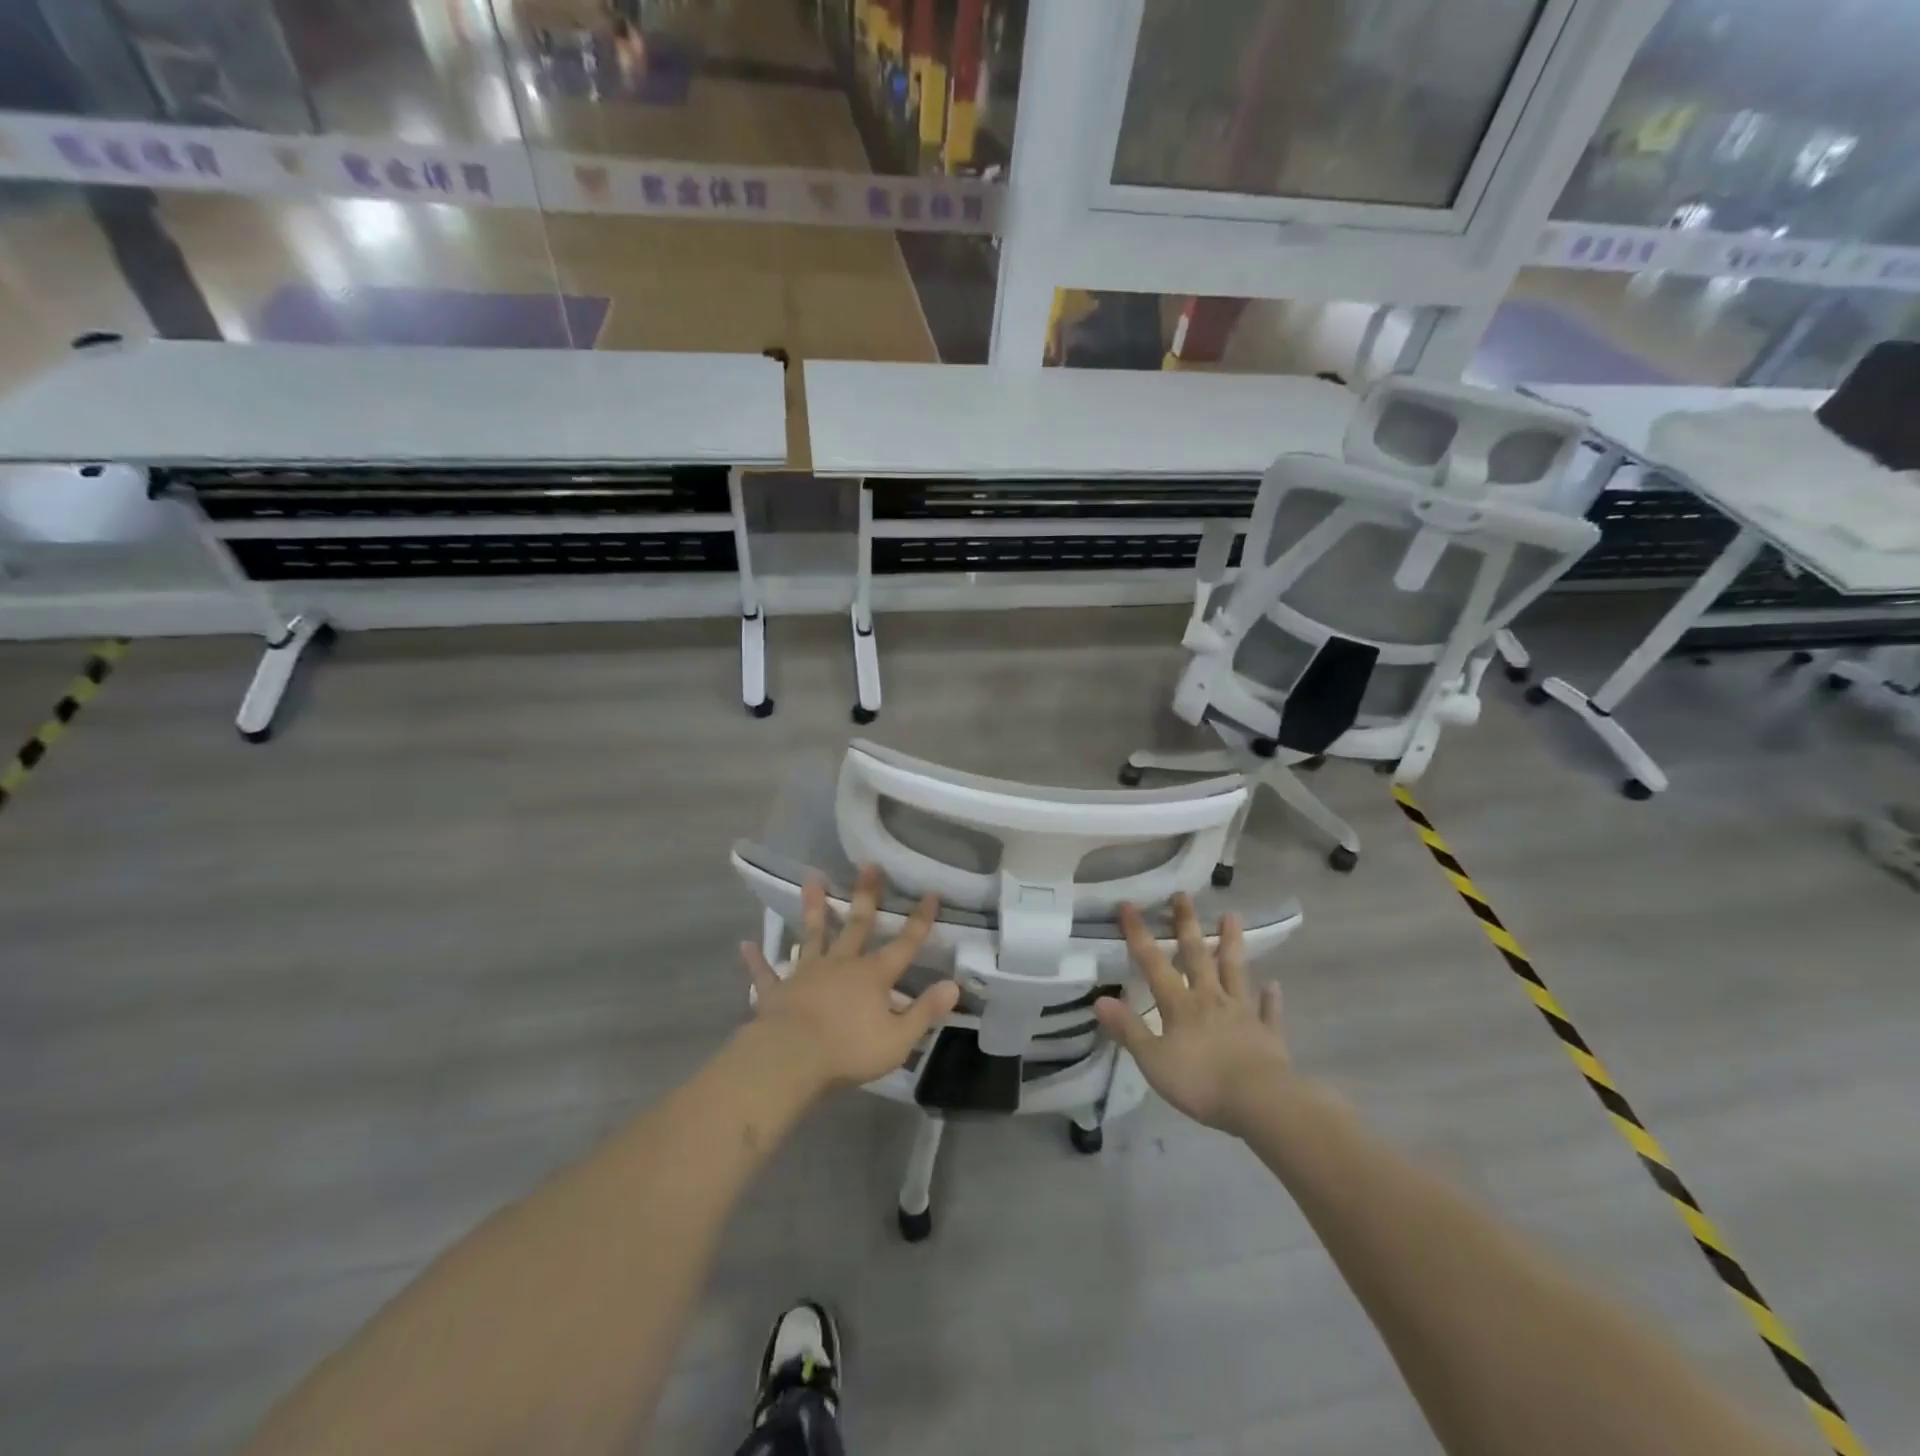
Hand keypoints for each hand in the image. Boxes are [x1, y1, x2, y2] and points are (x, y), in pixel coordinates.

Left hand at [739, 865, 959, 1097]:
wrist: (790, 1059)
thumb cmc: (849, 1051)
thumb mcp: (899, 1038)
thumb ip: (925, 1011)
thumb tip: (953, 985)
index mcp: (873, 976)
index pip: (904, 943)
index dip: (920, 920)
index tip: (930, 893)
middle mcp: (841, 964)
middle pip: (857, 925)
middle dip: (866, 895)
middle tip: (868, 865)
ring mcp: (806, 974)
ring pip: (812, 935)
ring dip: (814, 908)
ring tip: (812, 880)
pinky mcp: (777, 991)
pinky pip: (766, 972)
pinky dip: (757, 960)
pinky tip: (745, 945)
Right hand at [1094, 894, 1292, 1137]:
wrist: (1261, 1102)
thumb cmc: (1201, 1082)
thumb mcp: (1153, 1060)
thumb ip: (1128, 1029)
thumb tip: (1099, 999)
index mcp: (1180, 1005)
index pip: (1153, 963)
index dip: (1138, 934)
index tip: (1128, 904)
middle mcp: (1210, 999)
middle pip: (1197, 955)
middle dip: (1187, 925)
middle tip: (1183, 895)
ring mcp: (1242, 1013)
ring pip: (1235, 972)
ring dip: (1232, 944)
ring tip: (1232, 916)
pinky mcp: (1268, 1034)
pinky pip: (1268, 1011)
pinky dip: (1270, 998)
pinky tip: (1274, 985)